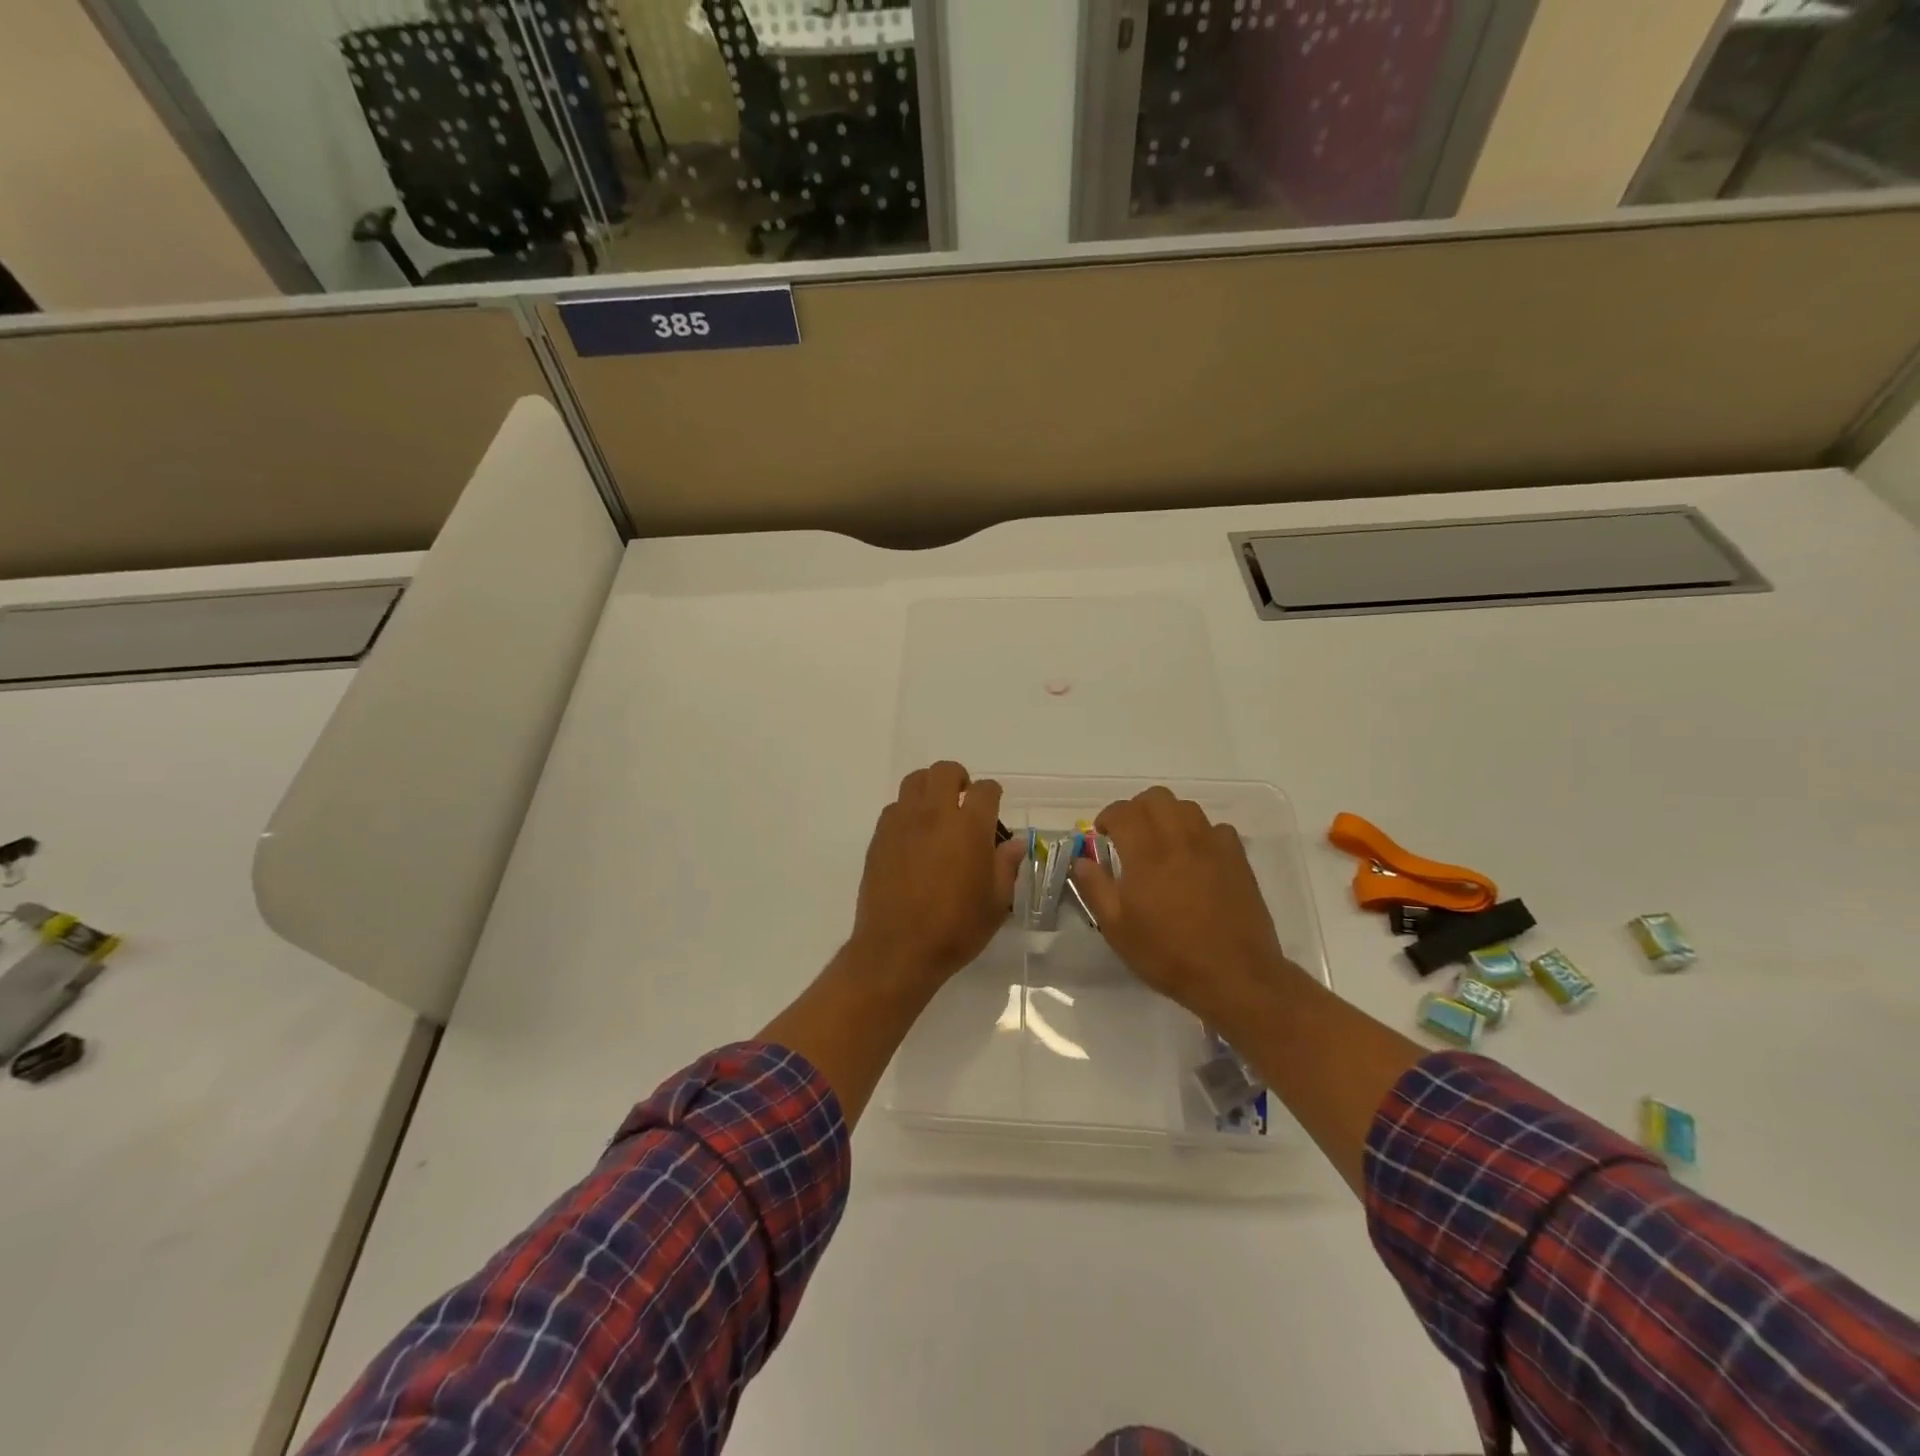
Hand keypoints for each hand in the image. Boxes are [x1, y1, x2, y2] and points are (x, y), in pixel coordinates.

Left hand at [848, 761, 1024, 998]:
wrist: (898, 949)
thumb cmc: (955, 928)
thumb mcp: (996, 903)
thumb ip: (1007, 866)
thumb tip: (1014, 843)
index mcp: (969, 826)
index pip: (985, 789)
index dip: (993, 794)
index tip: (994, 808)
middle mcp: (934, 814)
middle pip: (945, 771)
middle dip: (959, 779)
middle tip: (964, 802)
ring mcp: (902, 823)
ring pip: (915, 781)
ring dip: (930, 788)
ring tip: (937, 812)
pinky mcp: (879, 837)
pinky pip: (895, 808)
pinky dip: (908, 812)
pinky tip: (914, 837)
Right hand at [1070, 787, 1292, 1023]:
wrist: (1234, 976)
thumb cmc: (1168, 954)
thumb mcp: (1117, 928)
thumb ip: (1095, 887)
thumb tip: (1082, 859)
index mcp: (1146, 853)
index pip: (1122, 812)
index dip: (1107, 818)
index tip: (1103, 836)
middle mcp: (1180, 838)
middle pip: (1156, 798)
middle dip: (1137, 810)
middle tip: (1130, 836)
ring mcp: (1213, 846)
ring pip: (1187, 807)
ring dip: (1168, 817)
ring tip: (1162, 844)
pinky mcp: (1238, 859)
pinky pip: (1217, 829)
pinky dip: (1201, 834)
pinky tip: (1196, 858)